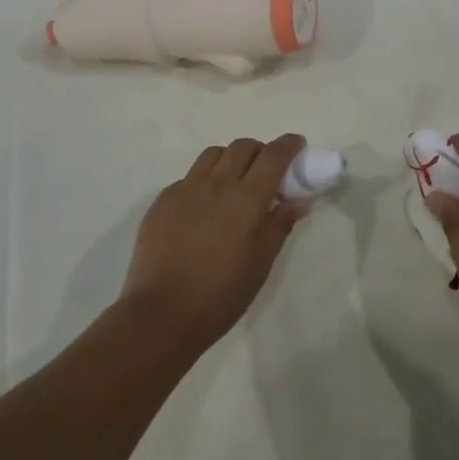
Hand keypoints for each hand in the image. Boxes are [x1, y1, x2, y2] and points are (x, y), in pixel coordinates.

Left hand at [120, 135, 308, 353]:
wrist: (161, 315)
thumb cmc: (221, 294)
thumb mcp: (261, 263)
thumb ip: (279, 225)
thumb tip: (296, 200)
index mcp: (246, 198)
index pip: (273, 155)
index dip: (289, 144)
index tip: (297, 144)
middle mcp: (217, 183)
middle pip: (243, 146)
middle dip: (260, 150)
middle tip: (266, 171)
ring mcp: (186, 188)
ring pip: (213, 155)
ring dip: (230, 160)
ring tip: (233, 183)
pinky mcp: (163, 200)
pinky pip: (189, 177)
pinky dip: (204, 181)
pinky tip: (203, 208)